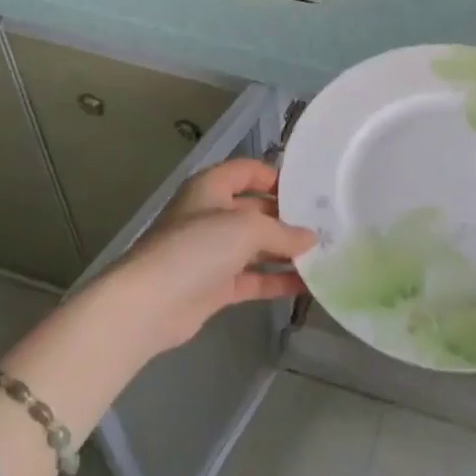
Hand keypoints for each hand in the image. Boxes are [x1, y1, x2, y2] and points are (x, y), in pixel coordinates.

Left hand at [97, 159, 316, 358]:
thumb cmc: (197, 248)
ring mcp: (213, 253)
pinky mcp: (216, 286)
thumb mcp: (247, 228)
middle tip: (326, 224)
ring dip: (286, 251)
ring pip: (257, 246)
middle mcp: (211, 215)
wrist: (149, 304)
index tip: (308, 190)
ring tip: (325, 253)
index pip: (247, 171)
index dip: (275, 176)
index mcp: (211, 188)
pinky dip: (277, 280)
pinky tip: (309, 284)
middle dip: (288, 217)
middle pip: (256, 209)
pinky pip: (254, 278)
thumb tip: (311, 239)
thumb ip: (283, 232)